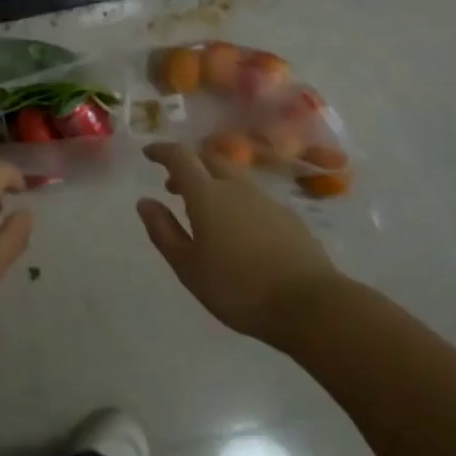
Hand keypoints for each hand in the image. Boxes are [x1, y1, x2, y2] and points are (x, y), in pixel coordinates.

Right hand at [138, 143, 342, 344]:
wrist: (311, 304)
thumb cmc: (239, 288)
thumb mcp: (188, 267)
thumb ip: (163, 231)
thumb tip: (145, 201)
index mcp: (207, 194)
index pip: (180, 156)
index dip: (162, 150)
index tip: (149, 153)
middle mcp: (236, 187)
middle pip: (209, 159)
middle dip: (189, 165)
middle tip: (174, 186)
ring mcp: (266, 200)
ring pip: (233, 177)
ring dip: (213, 183)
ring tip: (205, 211)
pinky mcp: (289, 217)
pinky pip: (254, 197)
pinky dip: (237, 201)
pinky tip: (239, 230)